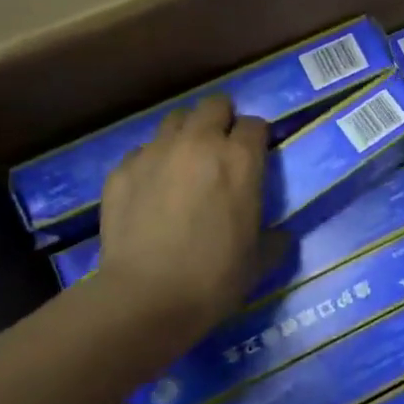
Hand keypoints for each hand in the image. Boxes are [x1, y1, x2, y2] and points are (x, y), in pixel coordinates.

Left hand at [86, 95, 269, 349]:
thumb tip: (281, 235)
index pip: (254, 124)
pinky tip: (151, 189)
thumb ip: (276, 238)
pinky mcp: (121, 170)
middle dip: (222, 120)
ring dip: (186, 134)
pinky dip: (152, 161)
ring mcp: (156, 153)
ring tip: (185, 162)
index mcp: (240, 160)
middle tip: (222, 148)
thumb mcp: (260, 260)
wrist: (147, 298)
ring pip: (175, 120)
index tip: (255, 156)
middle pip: (214, 105)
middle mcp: (199, 143)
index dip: (256, 138)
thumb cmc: (215, 278)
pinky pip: (142, 151)